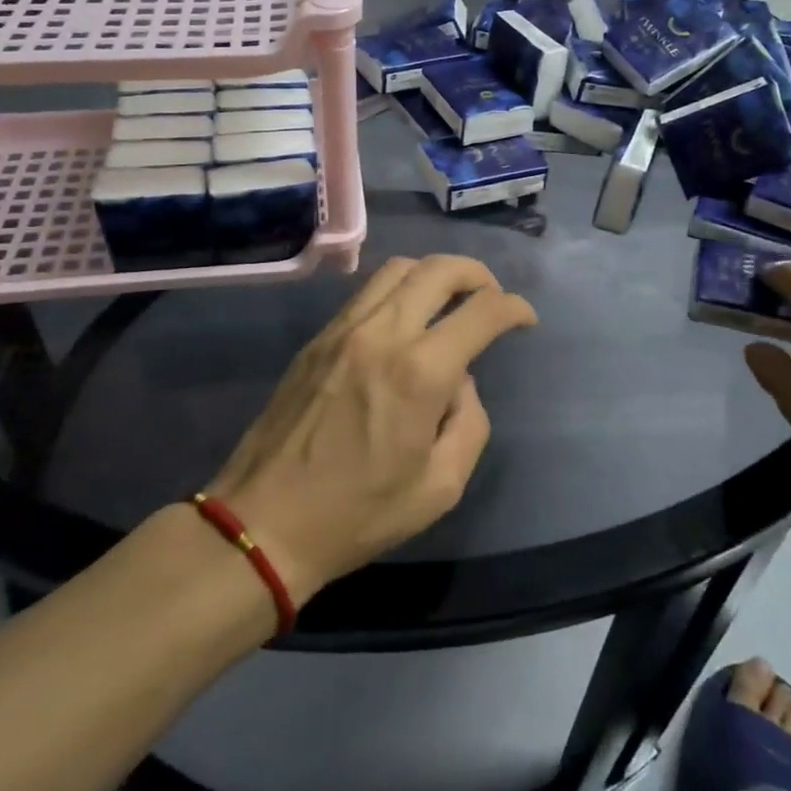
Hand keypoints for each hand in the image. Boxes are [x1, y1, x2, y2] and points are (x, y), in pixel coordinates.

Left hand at [204, 255, 537, 605]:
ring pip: (399, 268)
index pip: (482, 311)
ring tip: (451, 299)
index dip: (515, 308)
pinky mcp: (318, 338)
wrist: (264, 522)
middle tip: (493, 297)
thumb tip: (459, 382)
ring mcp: (343, 330)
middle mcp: (382, 333)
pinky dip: (400, 289)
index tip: (526, 320)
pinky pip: (367, 292)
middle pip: (439, 269)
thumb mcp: (441, 487)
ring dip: (436, 273)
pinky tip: (407, 319)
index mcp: (419, 372)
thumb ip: (469, 423)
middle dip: (478, 274)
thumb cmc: (359, 514)